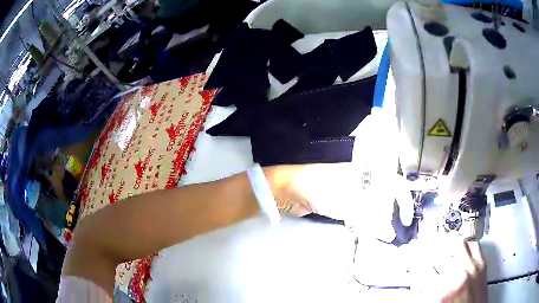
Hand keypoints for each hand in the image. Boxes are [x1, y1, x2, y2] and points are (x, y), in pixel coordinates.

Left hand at [264, 111, 414, 242]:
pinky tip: (362, 230)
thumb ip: (370, 218)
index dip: (402, 200)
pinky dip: (361, 222)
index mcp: (367, 172)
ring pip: (370, 207)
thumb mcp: (349, 202)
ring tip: (379, 234)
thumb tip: (388, 234)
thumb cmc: (321, 188)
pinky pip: (356, 212)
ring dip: (374, 220)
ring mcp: (350, 190)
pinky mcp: (339, 201)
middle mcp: (361, 179)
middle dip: (388, 214)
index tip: (405, 218)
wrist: (290, 189)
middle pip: (382, 197)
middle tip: (392, 230)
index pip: (392, 183)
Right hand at [411, 236, 486, 302]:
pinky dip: (463, 240)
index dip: (410, 256)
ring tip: (436, 240)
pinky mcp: (482, 263)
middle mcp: (456, 276)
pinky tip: (457, 243)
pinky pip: (472, 242)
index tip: (407, 252)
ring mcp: (471, 267)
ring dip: (442, 240)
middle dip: (423, 245)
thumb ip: (420, 291)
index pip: (419, 265)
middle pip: (435, 249)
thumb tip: (414, 274)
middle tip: (418, 245)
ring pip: (454, 240)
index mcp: (438, 293)